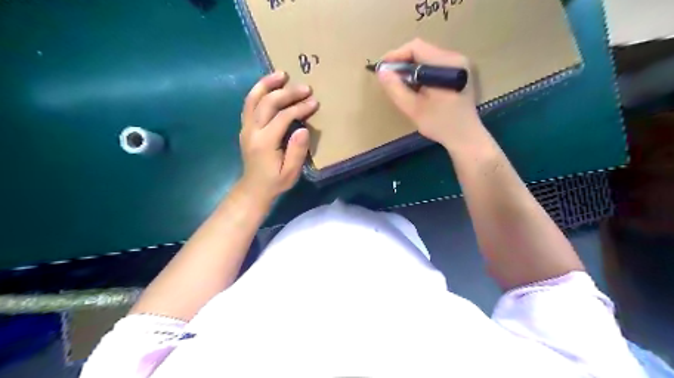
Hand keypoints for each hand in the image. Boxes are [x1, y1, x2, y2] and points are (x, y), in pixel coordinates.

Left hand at [238, 72, 318, 203]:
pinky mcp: (245, 127)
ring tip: (282, 74)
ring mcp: (246, 127)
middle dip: (287, 92)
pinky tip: (269, 85)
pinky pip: (249, 104)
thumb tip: (303, 129)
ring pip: (253, 99)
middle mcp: (252, 131)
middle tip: (305, 87)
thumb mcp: (290, 172)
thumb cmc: (275, 182)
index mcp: (265, 142)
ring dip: (267, 84)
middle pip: (268, 103)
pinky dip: (258, 91)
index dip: (299, 108)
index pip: (283, 117)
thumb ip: (297, 151)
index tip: (314, 103)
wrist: (253, 188)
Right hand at [378, 40, 484, 151]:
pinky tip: (416, 87)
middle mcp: (456, 58)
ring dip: (412, 68)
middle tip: (390, 79)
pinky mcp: (460, 72)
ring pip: (428, 58)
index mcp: (446, 65)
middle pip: (422, 51)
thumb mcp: (413, 108)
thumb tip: (381, 71)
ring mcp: (460, 64)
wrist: (465, 137)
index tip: (382, 69)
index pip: (416, 48)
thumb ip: (396, 89)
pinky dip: (422, 73)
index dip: (396, 55)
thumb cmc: (440, 124)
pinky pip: (435, 65)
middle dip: (403, 63)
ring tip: (401, 84)